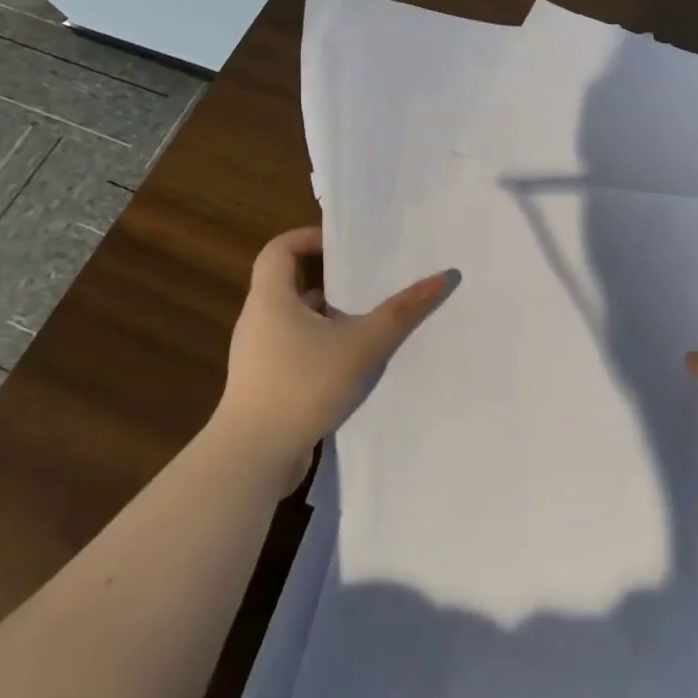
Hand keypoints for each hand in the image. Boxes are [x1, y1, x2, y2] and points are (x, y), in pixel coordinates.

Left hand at [215, 226, 458, 487]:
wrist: (253, 459)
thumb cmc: (303, 385)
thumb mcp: (363, 344)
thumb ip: (403, 310)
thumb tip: (444, 277)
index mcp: (271, 299)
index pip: (280, 248)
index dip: (310, 238)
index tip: (347, 247)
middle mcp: (260, 321)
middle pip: (292, 283)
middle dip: (332, 279)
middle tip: (371, 279)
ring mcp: (259, 356)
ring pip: (298, 320)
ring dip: (332, 316)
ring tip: (372, 319)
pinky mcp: (266, 385)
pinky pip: (297, 350)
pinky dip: (324, 346)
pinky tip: (356, 362)